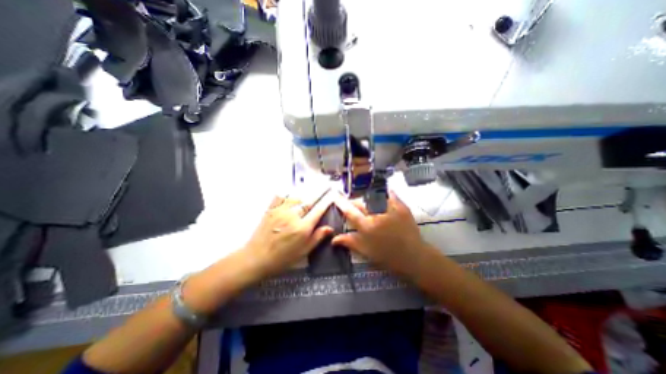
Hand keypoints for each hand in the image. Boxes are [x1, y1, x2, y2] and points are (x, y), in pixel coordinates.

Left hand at [243, 195, 333, 279]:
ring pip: (296, 197)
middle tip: (325, 187)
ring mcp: (280, 211)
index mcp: (302, 228)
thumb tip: (329, 228)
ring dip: (304, 194)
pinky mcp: (270, 210)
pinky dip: (287, 194)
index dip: (327, 201)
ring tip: (309, 193)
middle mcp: (292, 216)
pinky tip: (290, 195)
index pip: (318, 210)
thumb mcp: (303, 251)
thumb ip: (317, 237)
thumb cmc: (282, 258)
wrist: (256, 258)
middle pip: (308, 200)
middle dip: (318, 193)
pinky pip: (280, 196)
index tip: (333, 194)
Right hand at [332, 192, 432, 277]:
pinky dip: (384, 191)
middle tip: (351, 201)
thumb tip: (334, 239)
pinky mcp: (401, 206)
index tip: (335, 195)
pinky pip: (390, 194)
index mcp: (367, 227)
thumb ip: (350, 242)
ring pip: (374, 196)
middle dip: (354, 200)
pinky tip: (380, 191)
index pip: (350, 211)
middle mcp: (376, 215)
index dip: (341, 202)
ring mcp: (390, 209)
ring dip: (367, 195)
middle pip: (360, 202)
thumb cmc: (387, 257)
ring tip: (364, 196)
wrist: (413, 257)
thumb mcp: (366, 251)